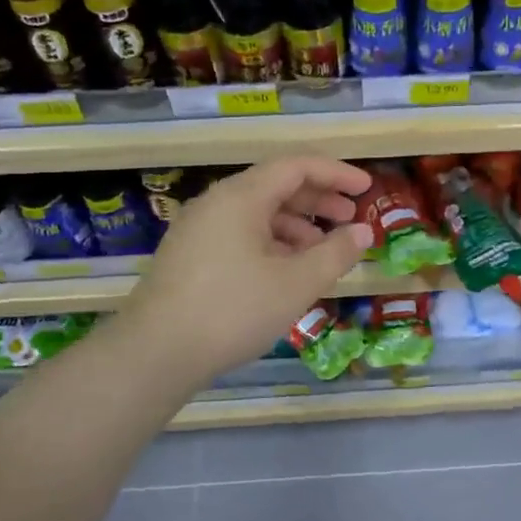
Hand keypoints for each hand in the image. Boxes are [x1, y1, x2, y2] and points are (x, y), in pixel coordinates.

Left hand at [118, 157, 373, 384]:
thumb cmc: (233, 310)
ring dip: (296, 226)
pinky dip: (271, 244)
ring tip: (322, 254)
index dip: (336, 173)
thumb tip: (363, 232)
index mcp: (242, 196)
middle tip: (350, 219)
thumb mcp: (296, 283)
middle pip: (276, 186)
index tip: (366, 189)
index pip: (297, 166)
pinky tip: (285, 273)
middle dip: (318, 200)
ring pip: (258, 214)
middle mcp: (217, 203)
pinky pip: (240, 235)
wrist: (154, 354)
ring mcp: (199, 229)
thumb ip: (336, 253)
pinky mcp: (190, 256)